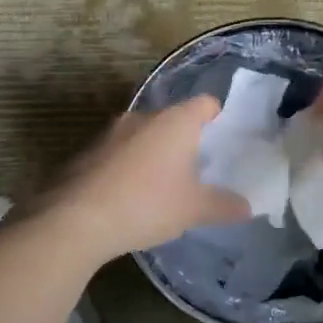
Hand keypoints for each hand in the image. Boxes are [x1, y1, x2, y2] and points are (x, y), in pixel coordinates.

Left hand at [39, 97, 251, 259]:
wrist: (75, 219)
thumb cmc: (147, 204)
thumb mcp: (193, 210)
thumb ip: (224, 205)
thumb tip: (247, 206)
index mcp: (175, 121)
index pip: (205, 103)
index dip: (217, 117)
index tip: (223, 140)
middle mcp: (142, 116)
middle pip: (173, 119)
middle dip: (185, 140)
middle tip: (196, 169)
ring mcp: (110, 132)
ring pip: (143, 135)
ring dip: (153, 153)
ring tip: (162, 185)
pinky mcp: (86, 151)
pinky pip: (118, 153)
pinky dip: (128, 167)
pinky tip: (129, 196)